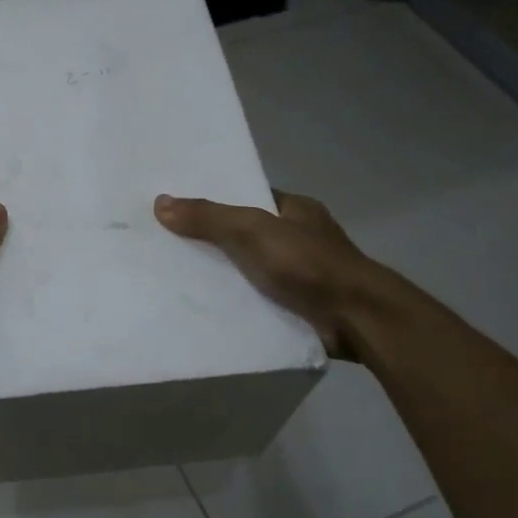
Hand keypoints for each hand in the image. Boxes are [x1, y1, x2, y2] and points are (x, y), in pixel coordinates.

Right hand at [154, 189, 388, 360]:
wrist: (356, 320)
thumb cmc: (308, 264)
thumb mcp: (252, 230)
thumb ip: (208, 218)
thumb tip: (161, 202)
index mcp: (296, 210)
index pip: (248, 198)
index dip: (215, 201)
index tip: (178, 208)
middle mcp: (300, 239)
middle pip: (245, 234)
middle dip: (212, 240)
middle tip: (167, 244)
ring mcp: (302, 275)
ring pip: (249, 269)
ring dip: (222, 275)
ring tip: (174, 277)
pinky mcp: (298, 308)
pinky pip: (257, 299)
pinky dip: (236, 302)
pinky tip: (203, 308)